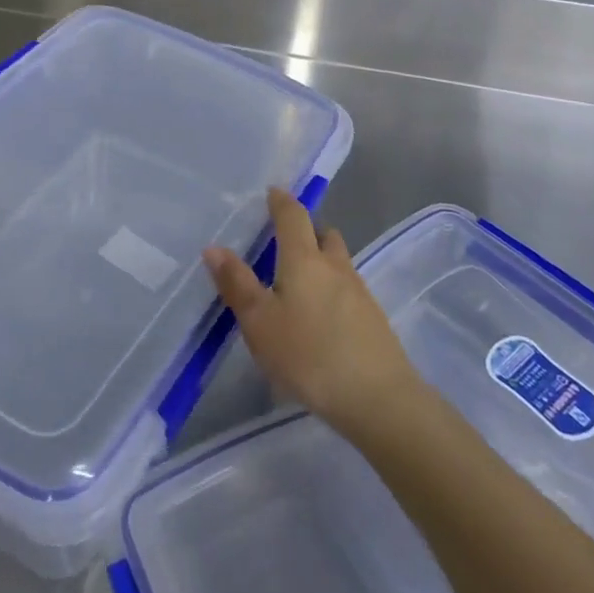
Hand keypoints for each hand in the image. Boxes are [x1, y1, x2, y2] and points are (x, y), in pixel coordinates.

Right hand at [203, 188, 419, 431]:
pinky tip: (319, 317)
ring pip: (338, 263)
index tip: (272, 192)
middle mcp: (335, 267)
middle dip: (306, 231)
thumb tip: (214, 247)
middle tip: (284, 240)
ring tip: (298, 282)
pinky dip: (331, 290)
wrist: (379, 400)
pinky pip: (348, 290)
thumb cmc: (309, 354)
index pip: (293, 216)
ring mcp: (360, 293)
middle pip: (323, 235)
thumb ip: (237, 283)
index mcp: (304, 259)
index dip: (281, 201)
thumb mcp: (259, 322)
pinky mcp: (373, 320)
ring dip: (321, 261)